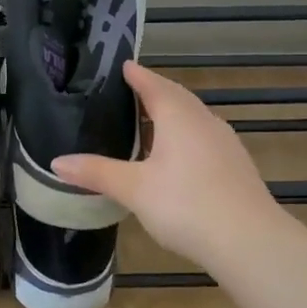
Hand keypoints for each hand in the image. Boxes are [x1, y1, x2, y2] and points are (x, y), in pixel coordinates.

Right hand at [53, 61, 293, 272]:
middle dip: (156, 91)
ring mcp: (225, 144)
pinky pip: (205, 139)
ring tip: (151, 123)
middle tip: (133, 91)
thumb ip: (96, 173)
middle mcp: (204, 122)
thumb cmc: (185, 205)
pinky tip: (178, 157)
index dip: (138, 75)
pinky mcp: (237, 167)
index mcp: (178, 117)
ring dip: (173, 115)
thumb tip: (57, 162)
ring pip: (195, 119)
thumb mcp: (133, 189)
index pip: (154, 85)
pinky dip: (187, 137)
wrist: (249, 241)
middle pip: (178, 98)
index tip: (124, 66)